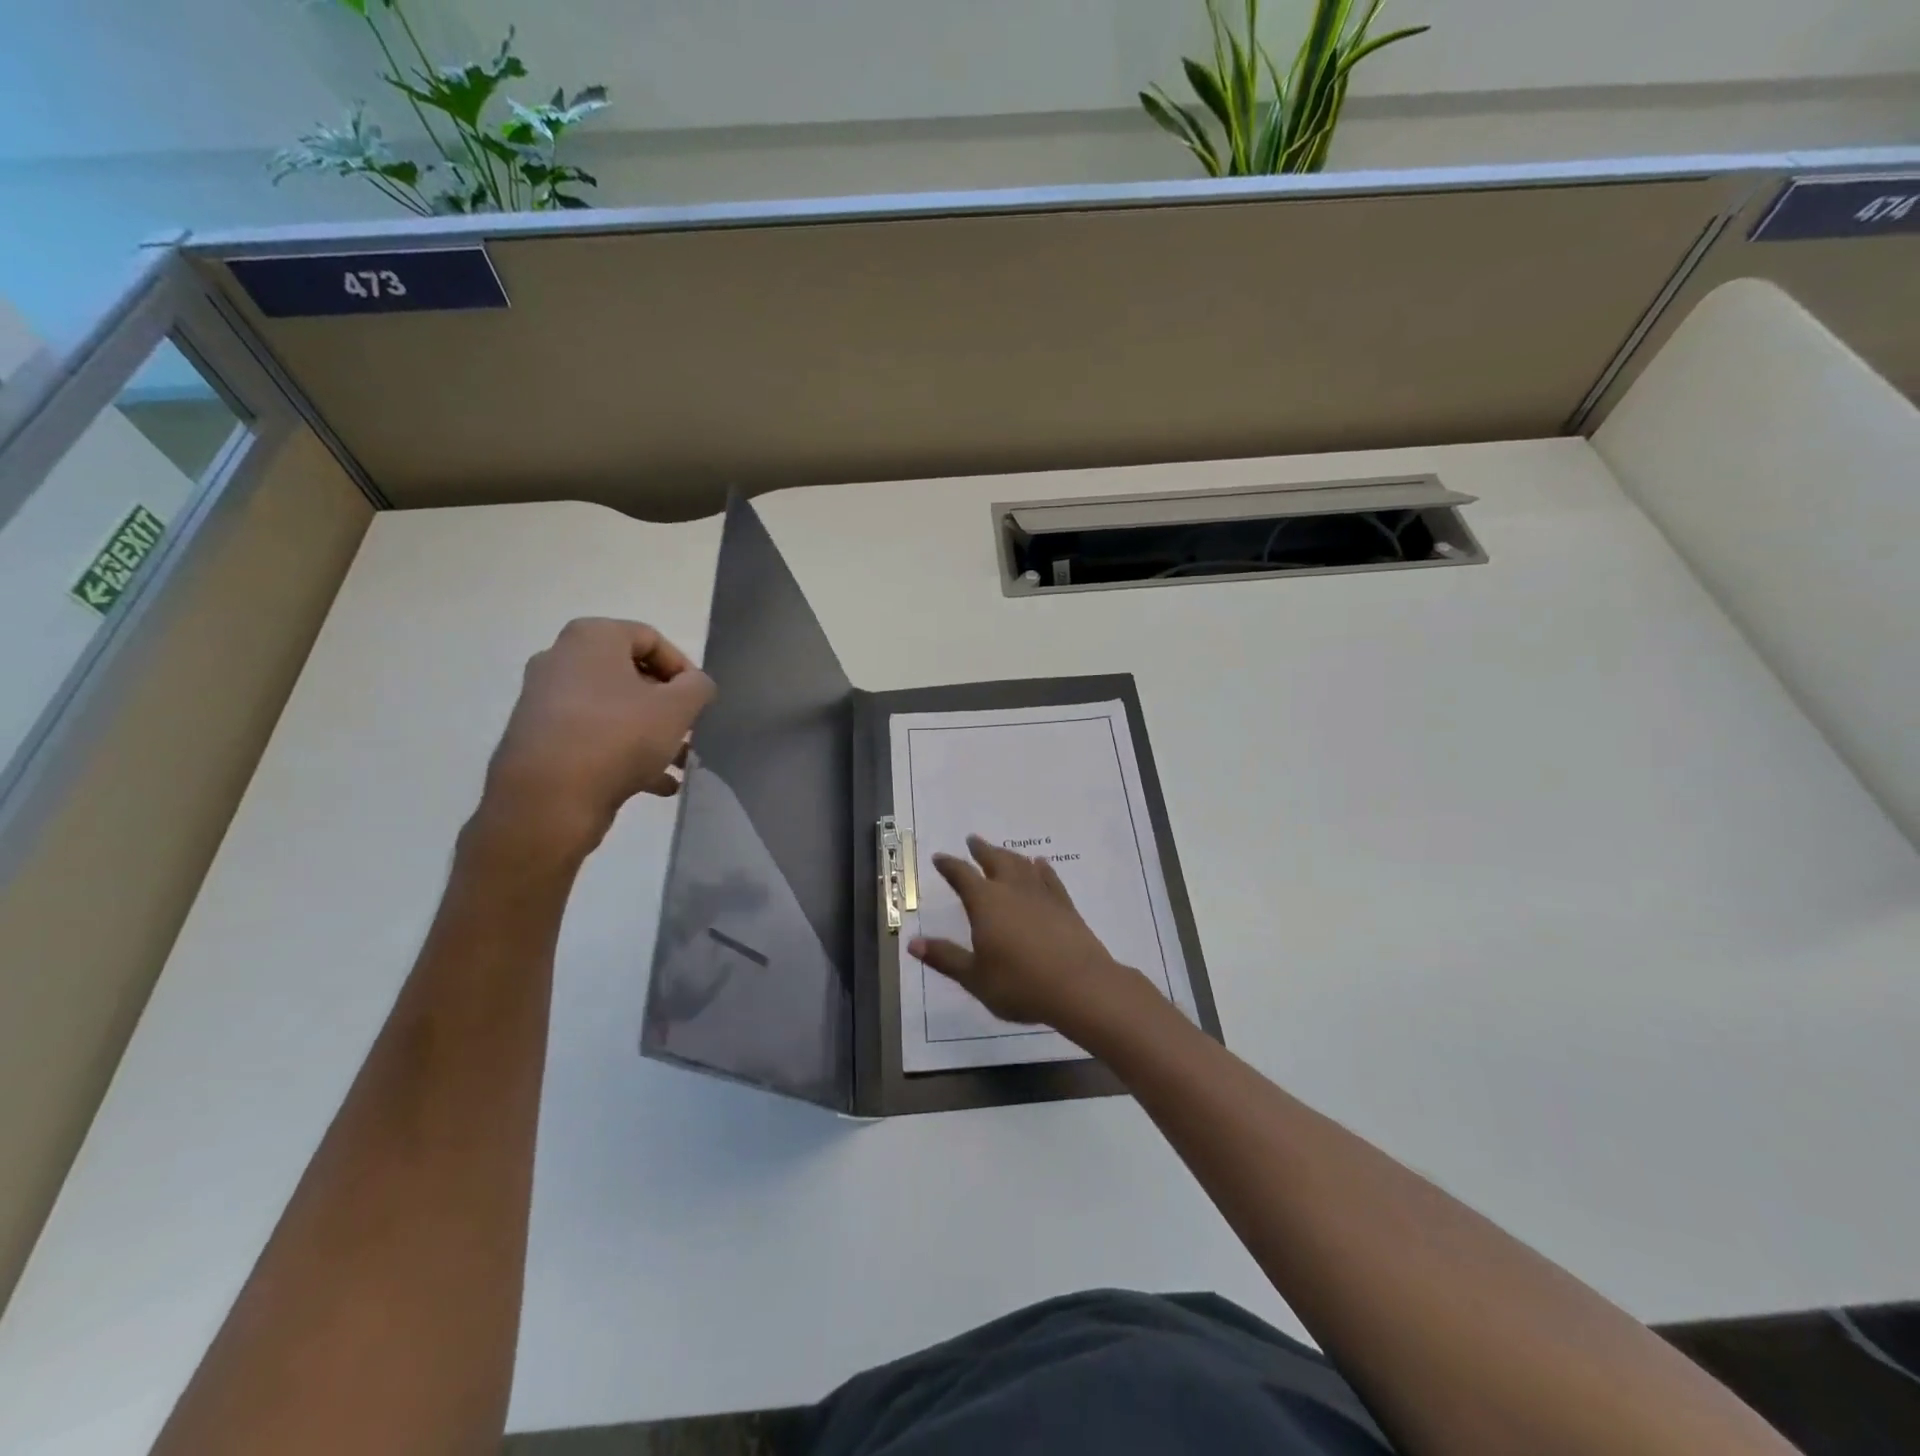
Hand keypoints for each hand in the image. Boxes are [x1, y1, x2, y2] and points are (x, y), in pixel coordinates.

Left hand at [475, 618, 714, 862]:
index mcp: (591, 638)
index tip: (699, 702)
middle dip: (667, 705)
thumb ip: (698, 687)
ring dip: (650, 733)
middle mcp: (561, 660)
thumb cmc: (618, 738)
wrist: (547, 801)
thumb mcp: (677, 708)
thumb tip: (695, 685)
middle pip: (631, 675)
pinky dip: (624, 752)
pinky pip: (593, 736)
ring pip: (614, 709)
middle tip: (690, 731)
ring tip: (678, 763)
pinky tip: (655, 784)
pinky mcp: (540, 739)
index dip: (683, 670)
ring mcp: (545, 701)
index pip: (651, 639)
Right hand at [910, 835, 1156, 1037]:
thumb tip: (912, 943)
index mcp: (985, 902)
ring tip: (1002, 851)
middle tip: (972, 839)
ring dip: (1008, 854)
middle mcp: (1012, 890)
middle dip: (981, 850)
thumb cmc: (1019, 984)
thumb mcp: (974, 977)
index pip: (962, 876)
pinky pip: (1049, 878)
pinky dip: (1041, 868)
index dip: (949, 865)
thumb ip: (945, 957)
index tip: (940, 858)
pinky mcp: (1065, 905)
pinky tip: (1040, 864)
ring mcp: (1041, 895)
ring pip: (1021, 865)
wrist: (1079, 986)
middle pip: (994, 860)